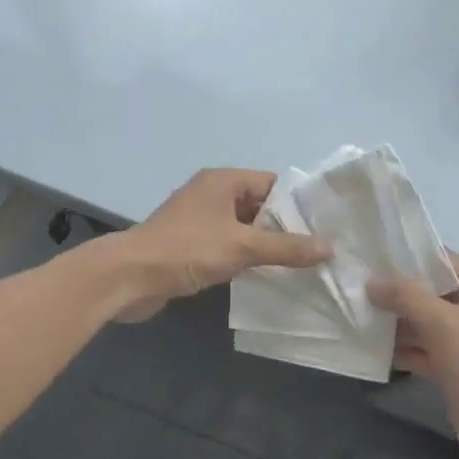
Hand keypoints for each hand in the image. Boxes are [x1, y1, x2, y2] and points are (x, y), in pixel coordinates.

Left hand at [110, 168, 330, 322]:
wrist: (129, 277)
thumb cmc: (187, 249)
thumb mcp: (242, 246)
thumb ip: (286, 247)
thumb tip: (330, 247)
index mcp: (223, 181)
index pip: (271, 183)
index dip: (297, 203)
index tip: (323, 225)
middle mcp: (211, 194)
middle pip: (258, 205)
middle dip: (283, 227)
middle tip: (317, 250)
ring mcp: (199, 220)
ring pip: (242, 228)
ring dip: (264, 245)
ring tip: (299, 265)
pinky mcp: (189, 244)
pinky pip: (227, 245)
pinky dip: (244, 257)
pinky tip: (264, 276)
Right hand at [368, 253, 458, 458]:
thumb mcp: (444, 324)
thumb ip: (407, 297)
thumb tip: (371, 281)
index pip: (438, 258)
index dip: (404, 254)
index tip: (365, 251)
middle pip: (425, 291)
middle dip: (391, 290)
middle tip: (349, 283)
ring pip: (419, 322)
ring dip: (390, 321)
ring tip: (350, 312)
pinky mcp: (451, 371)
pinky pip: (419, 350)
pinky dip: (398, 349)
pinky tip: (367, 348)